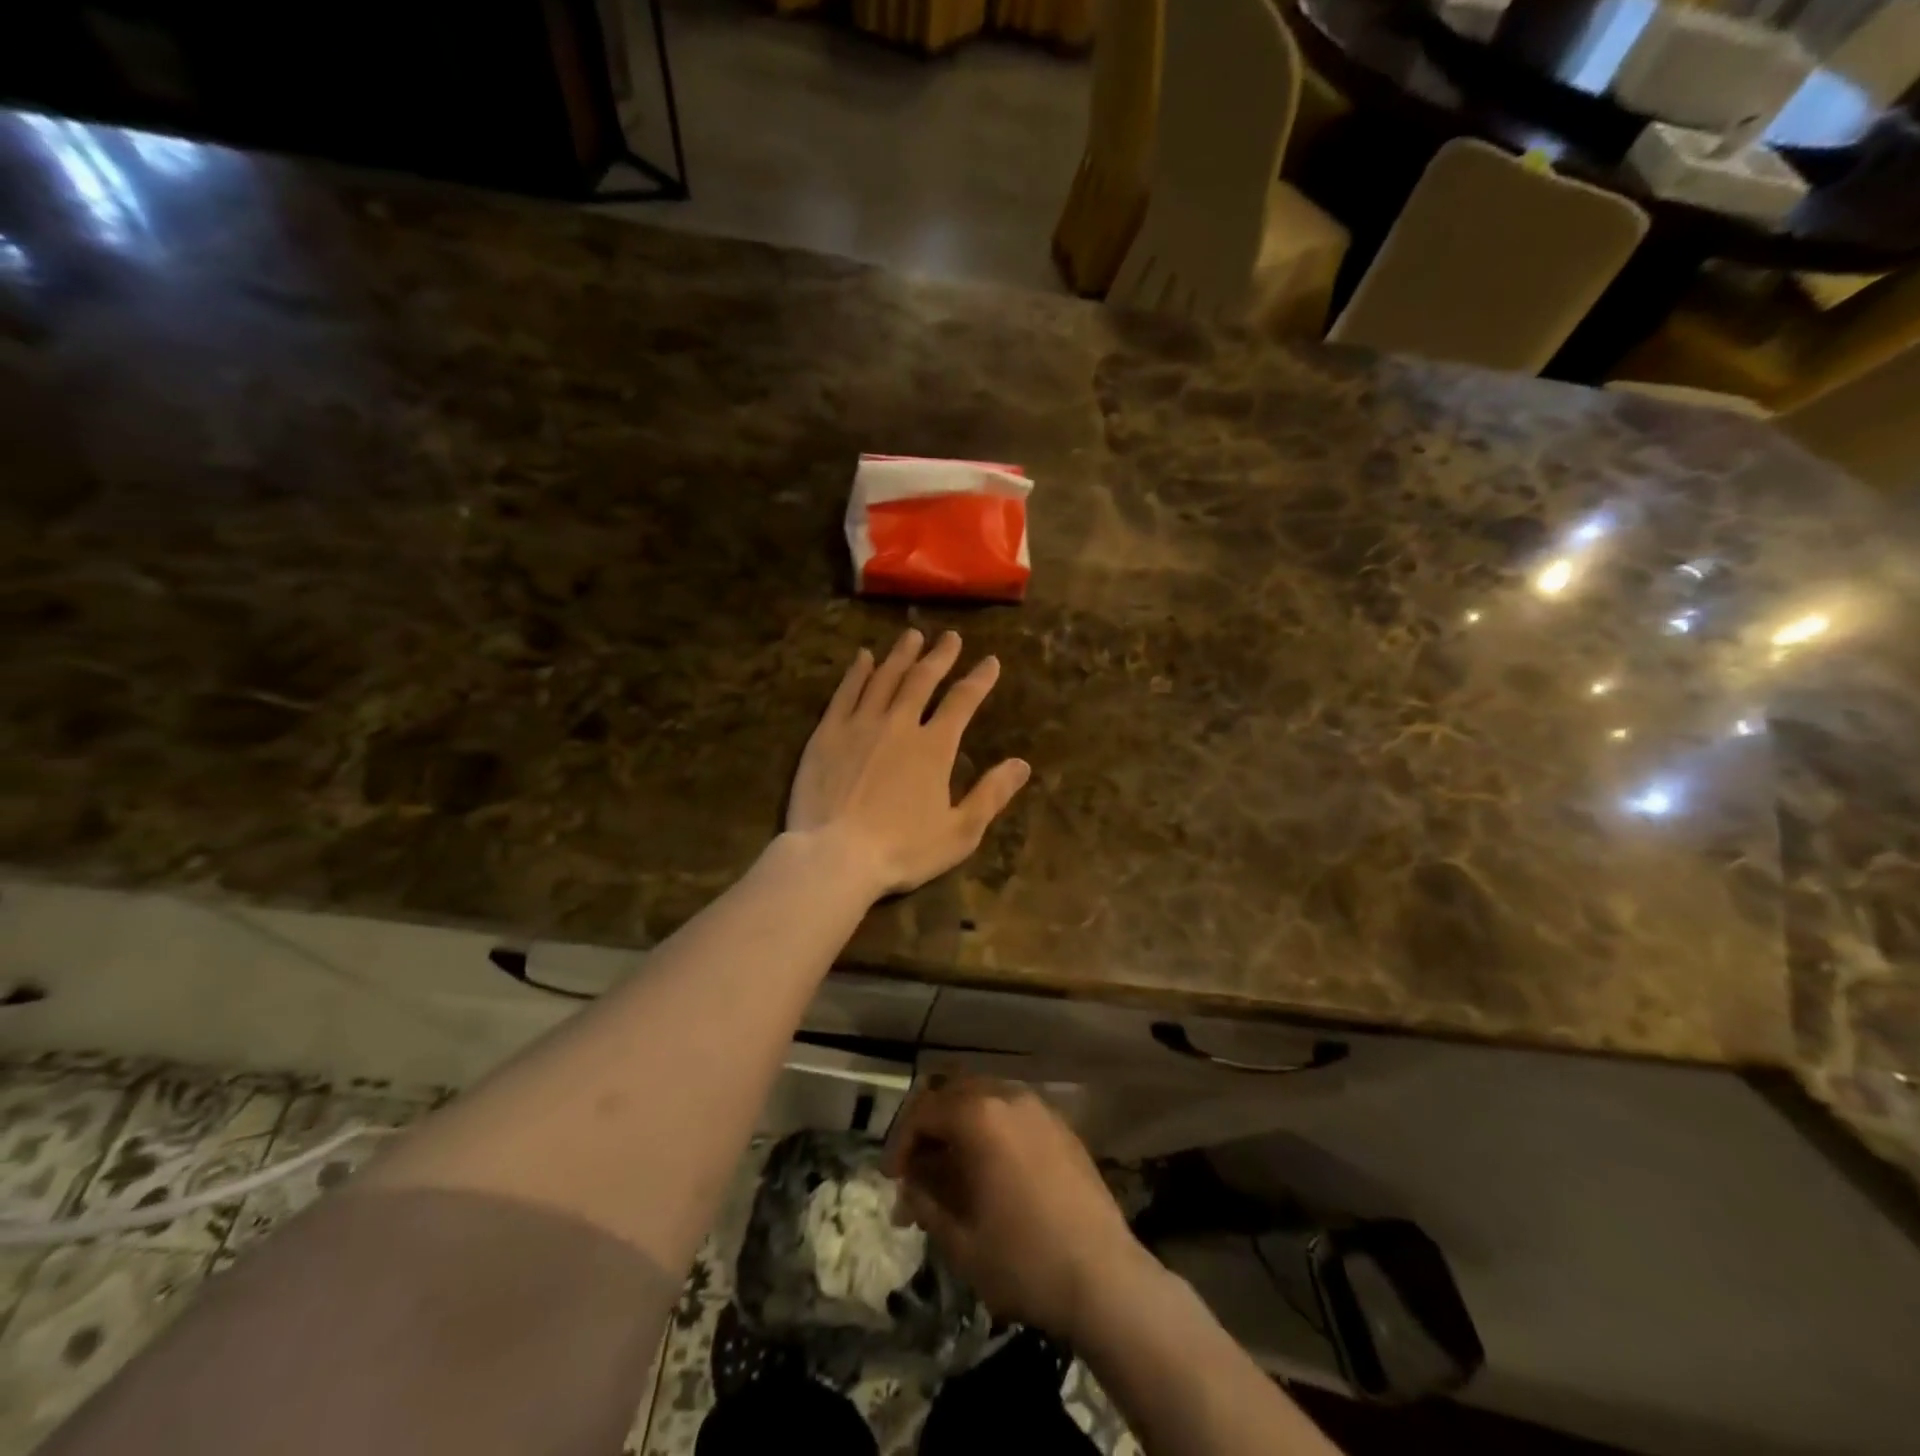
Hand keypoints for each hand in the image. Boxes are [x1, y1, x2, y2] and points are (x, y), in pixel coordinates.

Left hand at [787, 630, 1029, 899]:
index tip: (990, 661)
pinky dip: (857, 672)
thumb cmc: (902, 850)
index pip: (962, 702)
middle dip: (940, 656)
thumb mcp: (960, 832)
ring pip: (884, 679)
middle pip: (922, 680)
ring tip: (912, 636)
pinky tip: (863, 658)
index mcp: (934, 747)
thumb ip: (991, 795)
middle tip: (950, 637)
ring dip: (901, 655)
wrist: (835, 856)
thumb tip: (1021, 764)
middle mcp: (899, 725)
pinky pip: (845, 693)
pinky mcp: (827, 734)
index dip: (979, 679)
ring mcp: (860, 725)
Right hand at [884, 1077, 1148, 1341]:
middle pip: (953, 1093)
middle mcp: (1008, 1097)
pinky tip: (992, 1171)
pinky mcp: (1062, 1127)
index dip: (900, 1143)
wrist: (1105, 1278)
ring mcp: (1040, 1108)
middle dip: (930, 1128)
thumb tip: (910, 1186)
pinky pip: (1013, 1114)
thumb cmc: (1023, 1260)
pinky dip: (992, 1130)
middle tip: (918, 1170)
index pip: (924, 1110)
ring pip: (985, 1099)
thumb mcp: (960, 1241)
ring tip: (952, 1173)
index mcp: (979, 1116)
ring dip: (960, 1127)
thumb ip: (926, 1203)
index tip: (892, 1180)